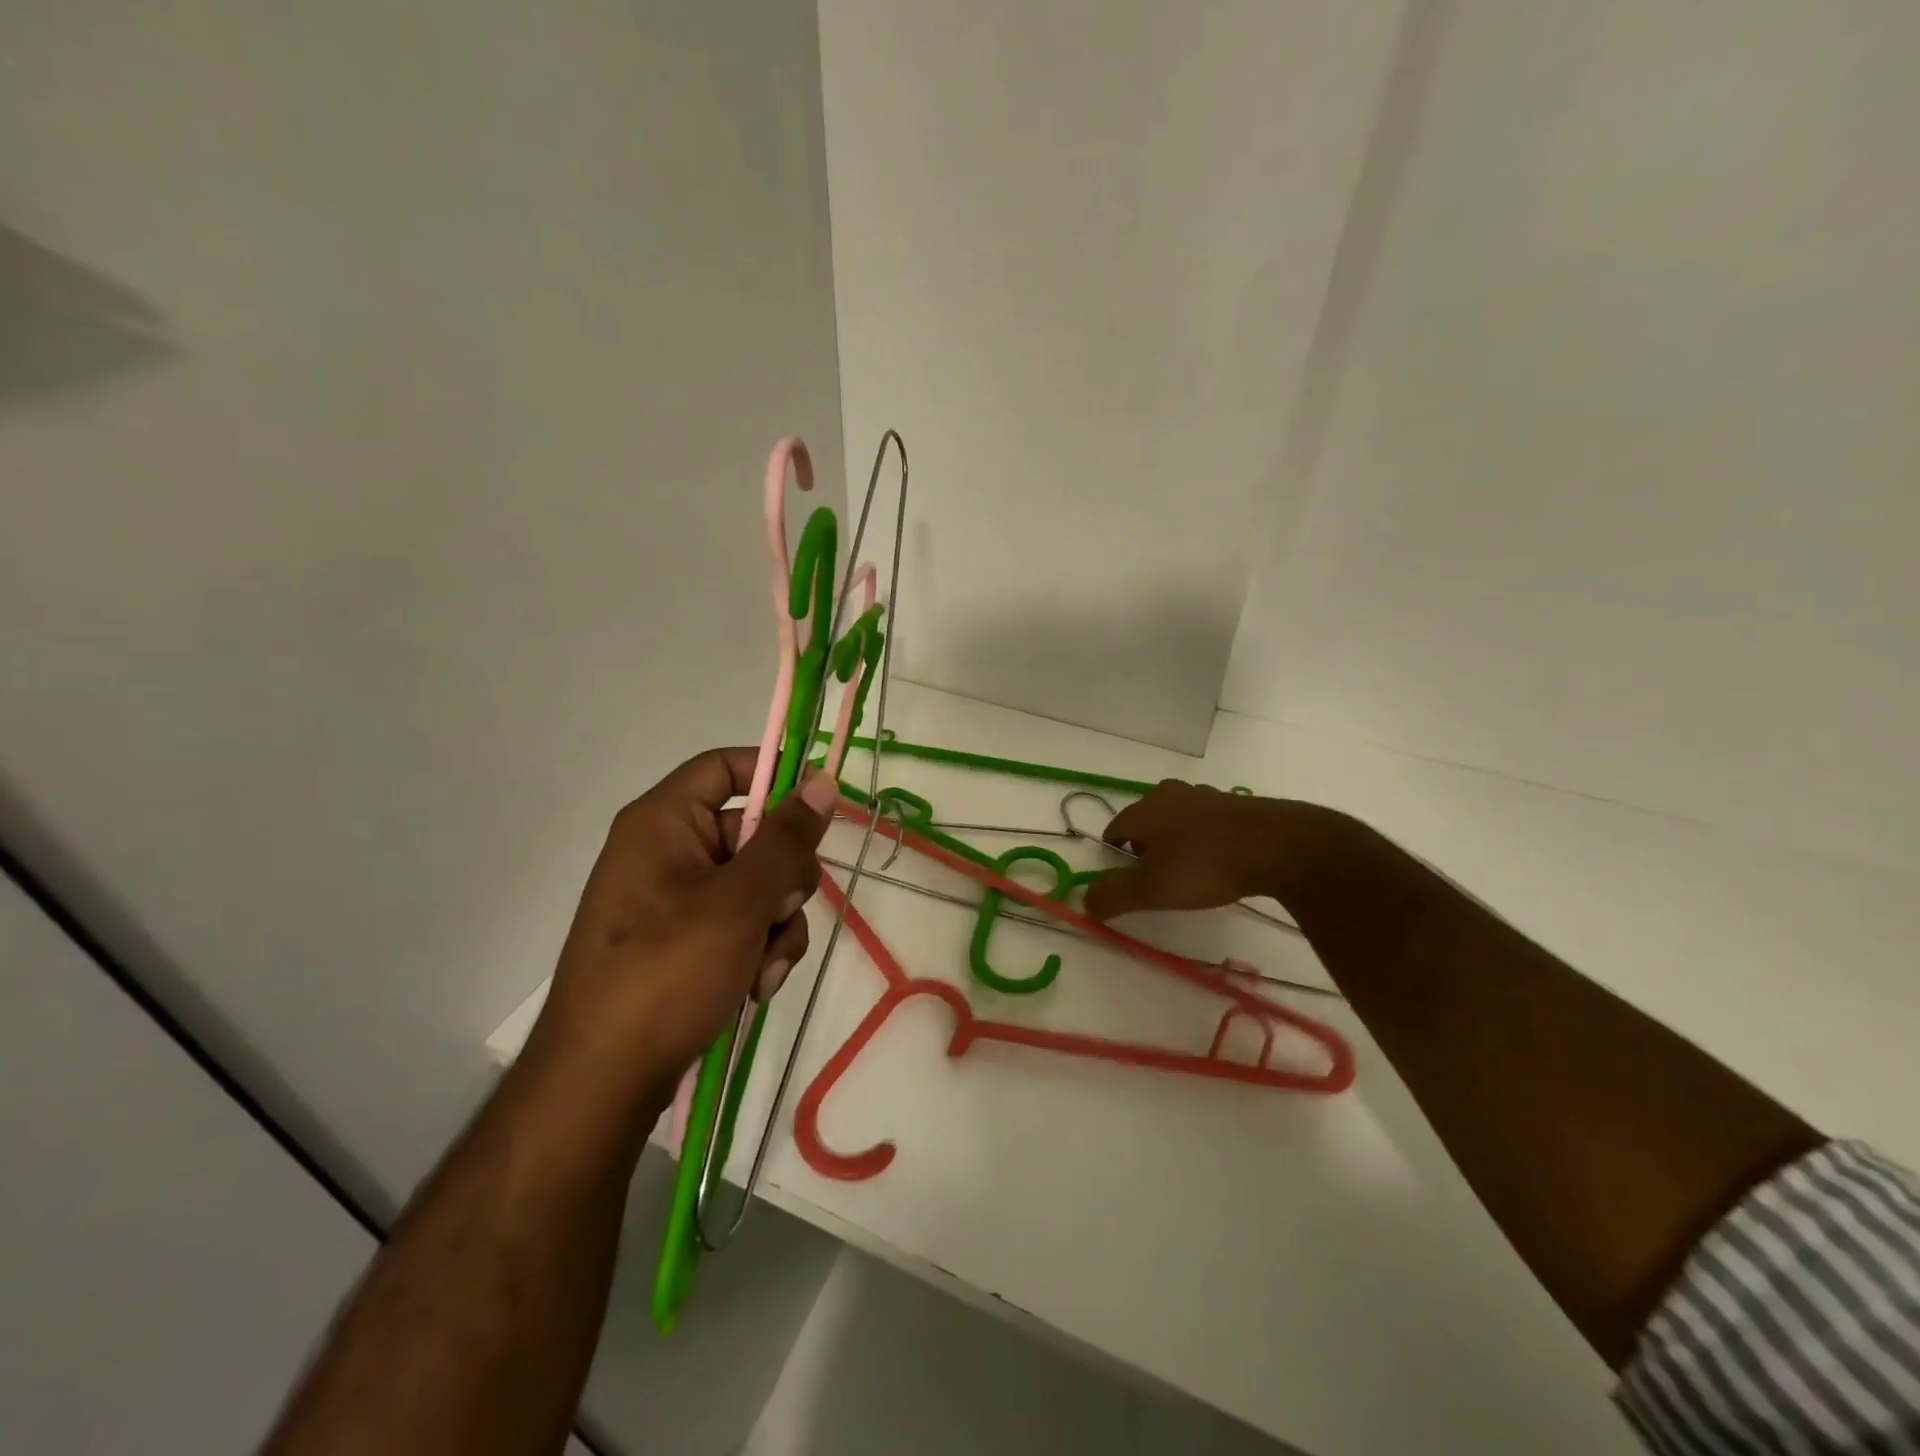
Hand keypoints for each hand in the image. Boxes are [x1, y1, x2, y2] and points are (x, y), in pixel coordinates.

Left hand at [531, 747, 839, 1104]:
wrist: (603, 1080)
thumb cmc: (668, 971)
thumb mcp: (740, 900)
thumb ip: (788, 839)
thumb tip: (823, 781)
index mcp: (663, 822)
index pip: (725, 768)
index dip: (775, 775)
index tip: (820, 805)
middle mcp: (667, 852)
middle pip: (754, 833)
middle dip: (784, 877)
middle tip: (782, 909)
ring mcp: (675, 900)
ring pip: (757, 885)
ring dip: (776, 924)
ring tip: (763, 968)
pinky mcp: (683, 942)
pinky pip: (741, 923)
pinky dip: (758, 950)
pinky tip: (754, 986)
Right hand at [1083, 780, 1290, 920]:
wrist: (1277, 845)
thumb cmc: (1204, 865)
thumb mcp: (1153, 889)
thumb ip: (1114, 895)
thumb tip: (1084, 902)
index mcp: (1144, 810)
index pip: (1115, 828)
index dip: (1115, 853)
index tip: (1126, 878)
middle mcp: (1170, 794)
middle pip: (1146, 819)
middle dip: (1145, 844)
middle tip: (1156, 875)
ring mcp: (1204, 795)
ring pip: (1177, 817)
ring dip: (1176, 839)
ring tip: (1188, 869)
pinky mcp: (1235, 803)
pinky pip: (1207, 821)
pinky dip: (1205, 837)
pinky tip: (1219, 859)